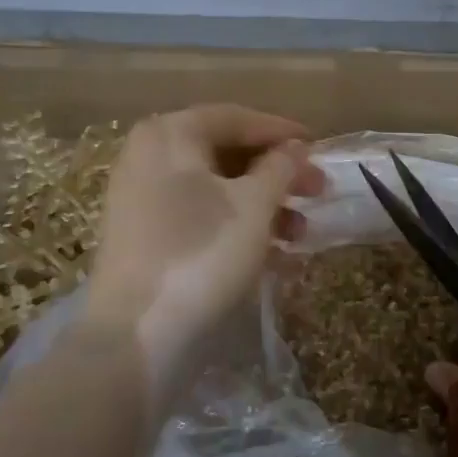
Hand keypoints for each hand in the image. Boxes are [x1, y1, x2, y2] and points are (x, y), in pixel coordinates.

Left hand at [86, 104, 323, 391]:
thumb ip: (280, 166)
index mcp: (170, 134)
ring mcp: (142, 199)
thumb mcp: (254, 205)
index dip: (282, 131)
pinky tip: (275, 252)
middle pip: (226, 153)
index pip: (236, 118)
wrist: (138, 338)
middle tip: (318, 191)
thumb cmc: (202, 254)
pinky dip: (238, 226)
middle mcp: (149, 157)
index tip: (320, 147)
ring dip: (264, 204)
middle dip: (277, 173)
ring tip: (301, 232)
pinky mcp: (144, 238)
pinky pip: (200, 217)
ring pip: (216, 188)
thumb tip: (295, 146)